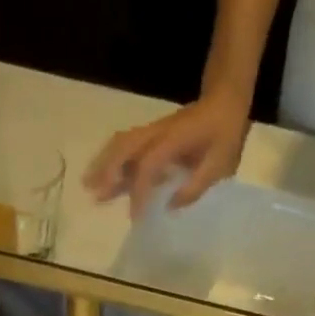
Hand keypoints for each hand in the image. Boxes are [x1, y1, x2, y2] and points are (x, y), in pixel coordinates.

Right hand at [84, 92, 249, 217]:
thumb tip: (171, 205)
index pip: (148, 165)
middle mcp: (158, 132)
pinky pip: (128, 144)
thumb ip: (196, 185)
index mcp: (174, 139)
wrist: (225, 98)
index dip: (139, 191)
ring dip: (104, 163)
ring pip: (122, 143)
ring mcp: (154, 130)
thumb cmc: (225, 132)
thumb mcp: (220, 163)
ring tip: (89, 185)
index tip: (134, 217)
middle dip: (108, 170)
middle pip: (125, 147)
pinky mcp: (153, 134)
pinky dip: (114, 159)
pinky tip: (106, 176)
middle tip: (93, 193)